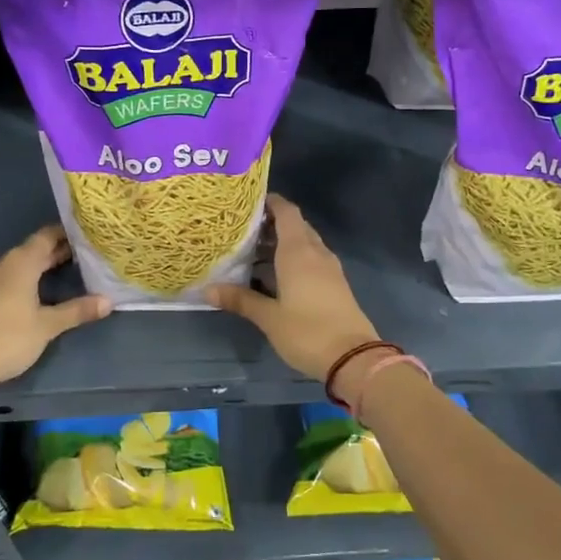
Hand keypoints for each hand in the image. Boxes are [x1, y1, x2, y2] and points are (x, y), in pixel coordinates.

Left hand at [0, 227, 111, 391]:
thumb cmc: (8, 337)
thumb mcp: (48, 325)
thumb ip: (77, 310)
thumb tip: (108, 301)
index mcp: (21, 261)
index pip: (47, 235)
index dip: (67, 234)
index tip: (87, 235)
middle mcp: (2, 263)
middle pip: (33, 250)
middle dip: (56, 252)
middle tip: (83, 255)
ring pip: (18, 265)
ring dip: (38, 267)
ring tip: (63, 273)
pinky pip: (6, 279)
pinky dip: (23, 281)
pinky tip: (35, 294)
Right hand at [205, 195, 378, 381]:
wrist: (353, 358)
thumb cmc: (307, 331)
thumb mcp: (268, 317)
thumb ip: (240, 299)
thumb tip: (207, 290)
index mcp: (298, 251)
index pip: (287, 212)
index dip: (270, 202)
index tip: (248, 202)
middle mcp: (316, 253)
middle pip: (295, 226)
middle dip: (272, 223)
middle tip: (244, 230)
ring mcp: (329, 268)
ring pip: (305, 243)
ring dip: (283, 242)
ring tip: (254, 251)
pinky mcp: (335, 284)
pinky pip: (312, 259)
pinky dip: (294, 258)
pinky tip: (276, 274)